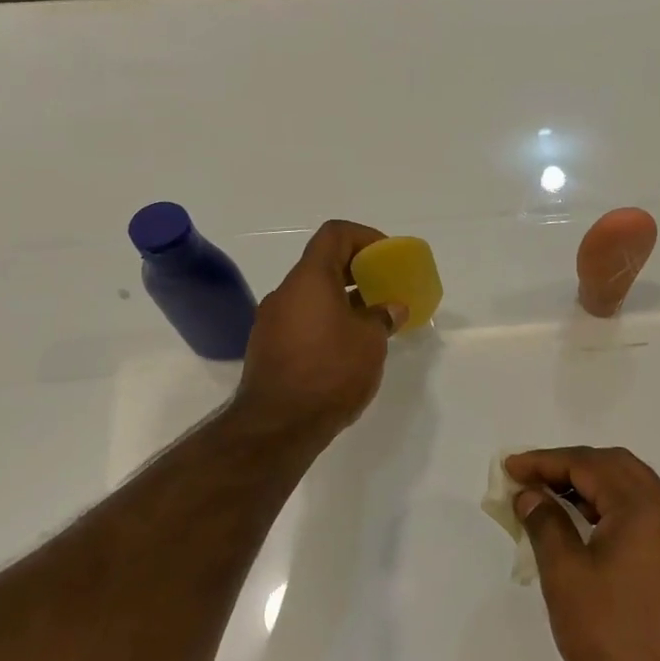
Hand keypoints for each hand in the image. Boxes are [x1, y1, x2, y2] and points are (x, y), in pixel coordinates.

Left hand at [236, 221, 407, 440]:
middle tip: (384, 289)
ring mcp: (271, 320)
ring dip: (342, 299)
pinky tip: (346, 348)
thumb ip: (382, 317)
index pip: (335, 234)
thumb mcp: (370, 342)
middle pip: (322, 264)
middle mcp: (285, 292)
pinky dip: (325, 322)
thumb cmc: (330, 372)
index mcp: (310, 279)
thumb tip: (391, 308)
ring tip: (370, 322)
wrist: (277, 425)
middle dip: (356, 271)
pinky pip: (302, 320)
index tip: (386, 257)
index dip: (364, 237)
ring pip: (311, 295)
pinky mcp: (267, 347)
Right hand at [506, 447, 659, 660]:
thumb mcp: (566, 576)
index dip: (544, 461)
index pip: (588, 464)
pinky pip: (643, 515)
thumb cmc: (614, 638)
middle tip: (530, 478)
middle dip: (569, 466)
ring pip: (632, 489)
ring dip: (591, 485)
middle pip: (615, 466)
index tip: (510, 468)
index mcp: (643, 506)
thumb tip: (531, 495)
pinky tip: (585, 529)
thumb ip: (546, 524)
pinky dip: (610, 508)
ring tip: (550, 500)